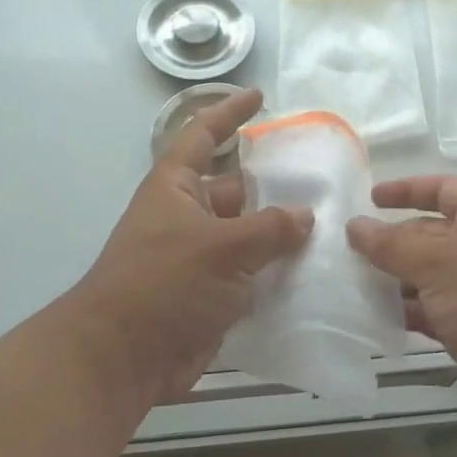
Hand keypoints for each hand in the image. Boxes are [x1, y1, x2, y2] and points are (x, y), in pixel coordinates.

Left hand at [74, 88, 313, 406]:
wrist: (124, 358)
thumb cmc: (164, 284)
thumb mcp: (221, 247)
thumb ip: (268, 228)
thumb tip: (304, 217)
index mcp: (176, 188)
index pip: (203, 136)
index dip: (228, 114)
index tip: (259, 98)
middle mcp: (187, 217)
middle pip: (236, 190)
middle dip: (274, 187)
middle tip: (323, 182)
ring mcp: (199, 259)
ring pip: (248, 237)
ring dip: (281, 236)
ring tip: (332, 227)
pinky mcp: (211, 296)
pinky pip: (250, 276)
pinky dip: (277, 275)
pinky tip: (316, 274)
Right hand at [347, 176, 456, 412]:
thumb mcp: (438, 261)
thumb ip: (391, 243)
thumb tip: (354, 225)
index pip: (442, 189)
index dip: (407, 190)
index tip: (370, 198)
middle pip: (427, 235)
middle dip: (390, 241)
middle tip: (345, 251)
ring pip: (423, 276)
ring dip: (390, 279)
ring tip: (347, 283)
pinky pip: (426, 310)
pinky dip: (401, 311)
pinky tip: (368, 316)